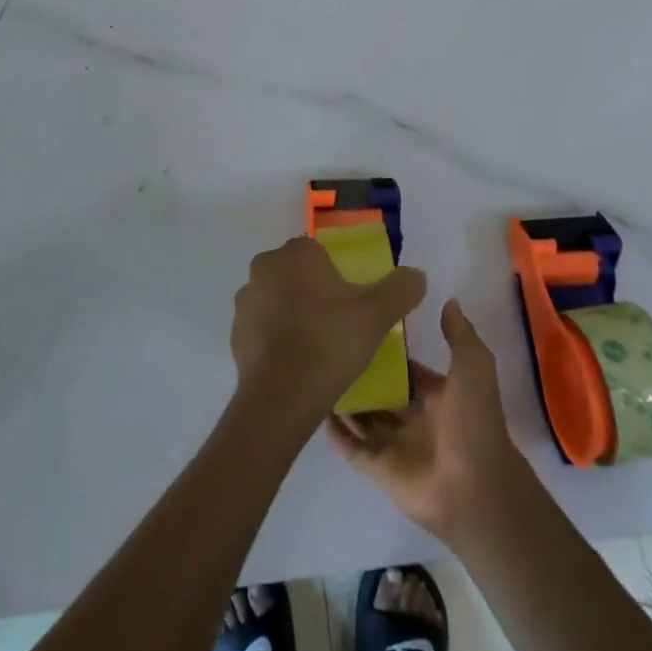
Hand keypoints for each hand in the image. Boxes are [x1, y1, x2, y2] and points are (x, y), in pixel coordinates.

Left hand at [230, 237, 425, 416]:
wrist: (281, 397)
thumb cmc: (330, 342)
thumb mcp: (378, 314)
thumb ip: (401, 288)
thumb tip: (416, 274)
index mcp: (296, 253)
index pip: (317, 253)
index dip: (335, 276)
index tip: (350, 303)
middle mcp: (265, 267)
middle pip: (295, 274)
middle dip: (312, 293)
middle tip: (337, 325)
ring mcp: (246, 301)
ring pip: (276, 300)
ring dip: (291, 315)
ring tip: (317, 348)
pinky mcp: (235, 333)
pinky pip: (262, 329)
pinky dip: (276, 340)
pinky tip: (296, 365)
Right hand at [325, 299, 524, 540]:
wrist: (476, 490)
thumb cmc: (473, 423)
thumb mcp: (474, 368)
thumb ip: (460, 335)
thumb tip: (449, 300)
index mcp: (438, 396)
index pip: (408, 368)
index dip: (389, 351)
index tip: (361, 328)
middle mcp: (416, 418)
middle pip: (383, 393)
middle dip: (362, 374)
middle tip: (329, 347)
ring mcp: (397, 445)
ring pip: (365, 418)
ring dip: (346, 401)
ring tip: (315, 373)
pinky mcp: (382, 470)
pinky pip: (354, 449)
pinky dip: (338, 435)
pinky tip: (318, 412)